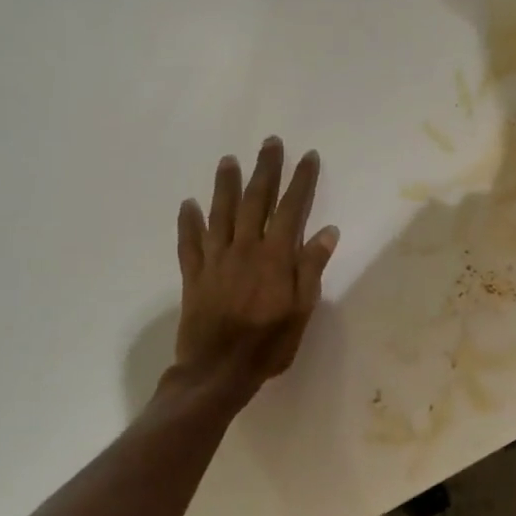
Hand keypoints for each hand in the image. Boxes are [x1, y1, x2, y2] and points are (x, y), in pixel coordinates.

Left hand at [172, 137, 339, 396]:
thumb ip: (311, 268)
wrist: (217, 372)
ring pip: (220, 213)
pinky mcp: (194, 275)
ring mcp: (215, 260)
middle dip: (265, 170)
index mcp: (275, 257)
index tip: (307, 157)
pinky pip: (189, 242)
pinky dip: (188, 222)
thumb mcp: (302, 310)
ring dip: (225, 185)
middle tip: (269, 143)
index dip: (301, 181)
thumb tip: (327, 231)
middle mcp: (244, 249)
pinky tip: (188, 204)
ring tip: (229, 160)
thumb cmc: (268, 344)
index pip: (291, 209)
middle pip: (255, 201)